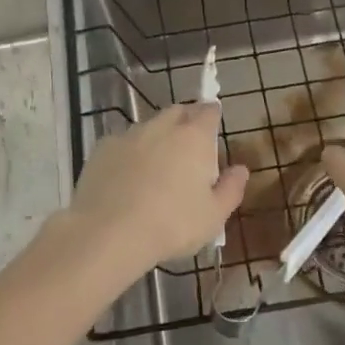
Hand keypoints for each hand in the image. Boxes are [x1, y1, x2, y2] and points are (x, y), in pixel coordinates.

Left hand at [59, 103, 248, 279]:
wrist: (109, 232)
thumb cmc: (172, 225)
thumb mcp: (213, 216)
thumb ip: (231, 189)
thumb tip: (241, 170)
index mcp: (194, 138)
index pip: (208, 112)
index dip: (212, 115)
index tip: (214, 123)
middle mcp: (162, 127)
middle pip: (178, 111)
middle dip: (186, 119)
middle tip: (190, 142)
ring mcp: (129, 135)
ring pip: (148, 126)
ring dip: (157, 136)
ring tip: (157, 163)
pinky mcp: (103, 148)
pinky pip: (123, 142)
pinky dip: (130, 152)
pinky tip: (127, 176)